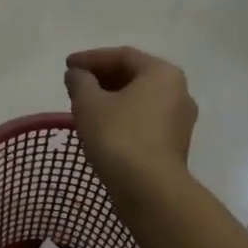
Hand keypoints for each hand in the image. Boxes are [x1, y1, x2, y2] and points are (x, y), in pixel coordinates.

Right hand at [64, 47, 197, 197]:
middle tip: (75, 84)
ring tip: (85, 105)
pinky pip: (145, 120)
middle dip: (102, 77)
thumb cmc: (119, 137)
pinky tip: (102, 127)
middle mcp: (179, 91)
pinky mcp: (174, 145)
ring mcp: (180, 120)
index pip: (123, 55)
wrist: (150, 191)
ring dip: (112, 98)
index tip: (67, 66)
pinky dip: (123, 117)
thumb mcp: (89, 103)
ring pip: (140, 100)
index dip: (91, 58)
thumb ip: (80, 81)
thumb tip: (77, 74)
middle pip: (134, 75)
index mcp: (162, 73)